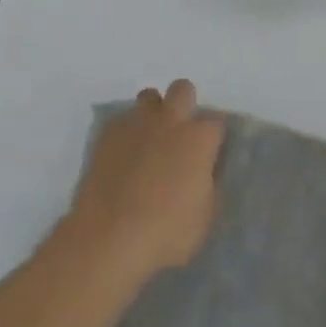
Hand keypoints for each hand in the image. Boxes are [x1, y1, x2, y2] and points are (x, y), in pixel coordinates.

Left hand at [66, 80, 223, 284]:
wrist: (109, 237)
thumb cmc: (166, 233)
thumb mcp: (204, 217)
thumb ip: (208, 186)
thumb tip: (204, 174)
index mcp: (199, 138)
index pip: (217, 121)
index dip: (214, 135)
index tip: (210, 152)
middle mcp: (171, 120)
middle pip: (183, 89)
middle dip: (184, 104)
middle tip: (180, 134)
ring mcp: (137, 123)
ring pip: (149, 97)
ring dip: (153, 113)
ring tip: (149, 141)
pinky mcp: (108, 133)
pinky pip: (122, 121)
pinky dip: (126, 133)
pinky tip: (122, 157)